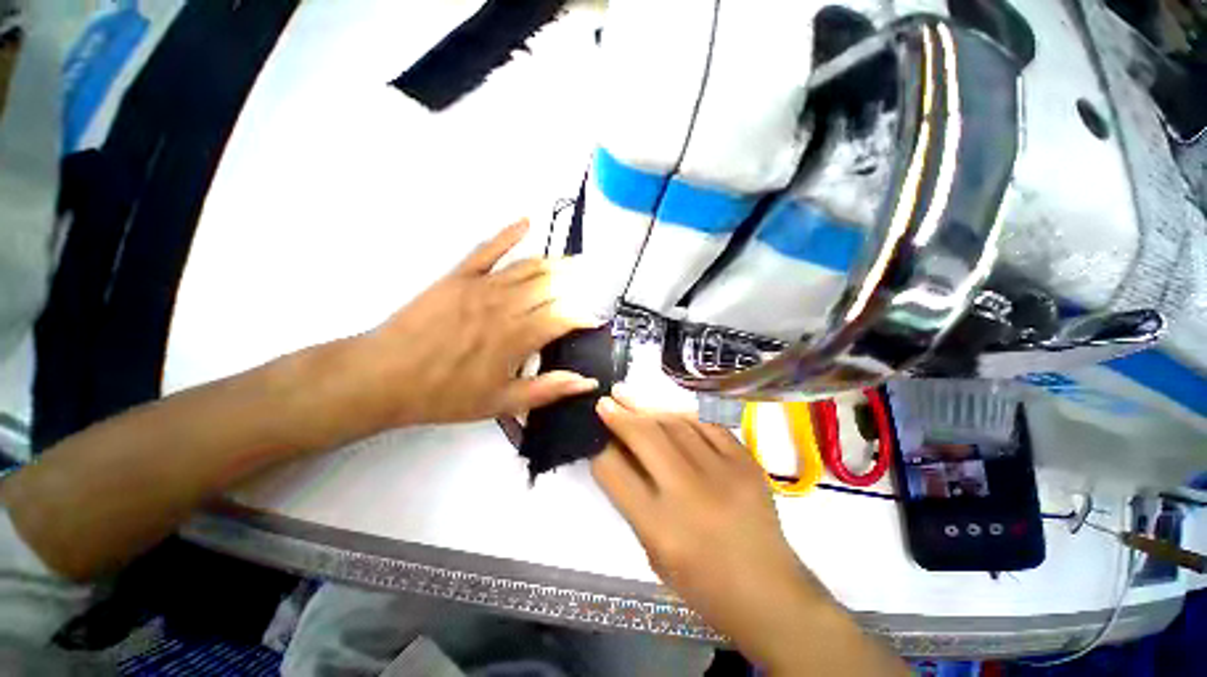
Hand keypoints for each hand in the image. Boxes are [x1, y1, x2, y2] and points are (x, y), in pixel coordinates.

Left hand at [299, 220, 599, 446]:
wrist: (385, 377)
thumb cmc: (446, 394)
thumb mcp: (501, 403)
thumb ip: (548, 389)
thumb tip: (588, 382)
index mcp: (518, 337)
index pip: (565, 317)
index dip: (585, 316)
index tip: (595, 320)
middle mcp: (506, 306)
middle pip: (552, 287)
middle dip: (577, 286)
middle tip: (592, 286)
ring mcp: (482, 286)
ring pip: (528, 267)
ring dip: (555, 263)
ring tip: (574, 263)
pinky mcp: (459, 275)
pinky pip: (488, 249)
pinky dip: (508, 233)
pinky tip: (526, 221)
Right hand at [592, 393, 907, 675]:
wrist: (769, 592)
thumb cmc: (702, 583)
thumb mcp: (653, 551)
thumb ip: (633, 500)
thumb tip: (617, 453)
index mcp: (660, 526)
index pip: (614, 471)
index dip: (599, 447)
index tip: (594, 430)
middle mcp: (690, 493)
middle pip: (646, 436)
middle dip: (620, 414)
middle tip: (606, 400)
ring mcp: (723, 472)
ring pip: (676, 423)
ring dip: (648, 407)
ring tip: (630, 396)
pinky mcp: (746, 461)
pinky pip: (708, 424)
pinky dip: (684, 415)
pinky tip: (670, 410)